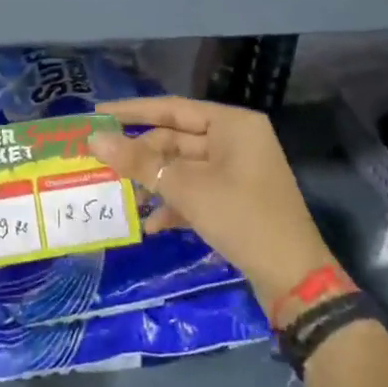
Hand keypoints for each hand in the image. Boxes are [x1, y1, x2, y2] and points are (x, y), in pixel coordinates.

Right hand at [89, 97, 340, 315]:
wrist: (293, 278)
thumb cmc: (241, 217)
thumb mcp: (186, 188)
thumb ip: (139, 161)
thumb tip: (94, 138)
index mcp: (232, 125)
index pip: (172, 108)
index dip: (132, 111)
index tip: (96, 112)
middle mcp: (236, 141)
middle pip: (175, 139)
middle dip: (141, 157)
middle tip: (101, 164)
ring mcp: (237, 171)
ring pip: (182, 168)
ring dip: (154, 183)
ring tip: (122, 198)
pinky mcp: (235, 199)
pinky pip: (195, 191)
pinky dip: (174, 204)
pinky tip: (152, 226)